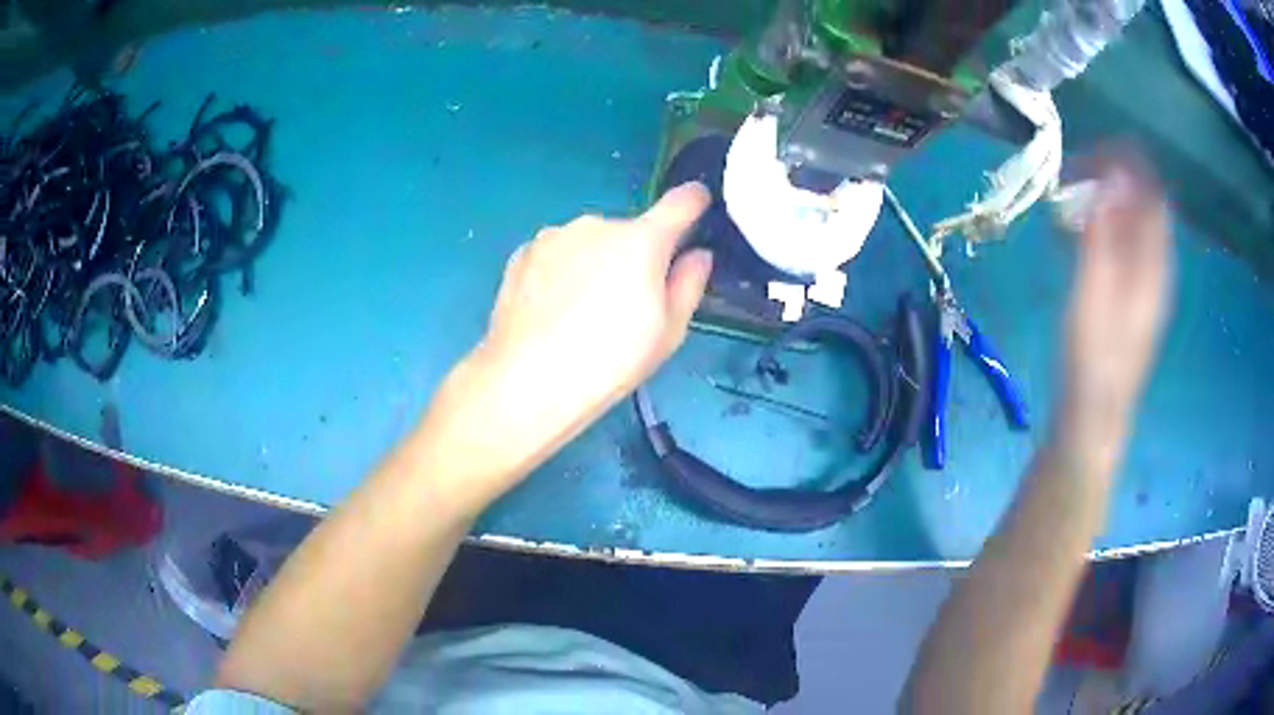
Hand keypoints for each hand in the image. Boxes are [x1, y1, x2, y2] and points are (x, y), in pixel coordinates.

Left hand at [413, 184, 711, 503]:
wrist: (526, 380)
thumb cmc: (609, 361)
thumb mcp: (667, 333)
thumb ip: (688, 284)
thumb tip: (697, 254)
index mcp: (641, 241)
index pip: (680, 203)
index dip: (694, 201)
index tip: (698, 203)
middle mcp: (597, 224)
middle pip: (628, 232)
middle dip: (633, 256)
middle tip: (623, 304)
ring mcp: (554, 235)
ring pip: (588, 243)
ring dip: (593, 262)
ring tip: (579, 312)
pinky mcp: (522, 252)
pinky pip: (556, 254)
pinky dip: (560, 272)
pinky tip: (551, 310)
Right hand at [1060, 157, 1172, 448]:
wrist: (1093, 418)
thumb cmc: (1091, 361)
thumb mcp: (1093, 295)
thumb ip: (1103, 237)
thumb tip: (1110, 178)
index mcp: (1154, 266)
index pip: (1153, 192)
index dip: (1127, 162)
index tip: (1088, 152)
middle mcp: (1156, 267)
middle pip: (1144, 202)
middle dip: (1111, 176)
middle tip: (1072, 174)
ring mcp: (1145, 281)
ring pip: (1133, 219)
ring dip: (1104, 198)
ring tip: (1069, 197)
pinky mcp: (1131, 293)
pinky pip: (1124, 241)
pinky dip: (1102, 223)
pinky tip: (1076, 231)